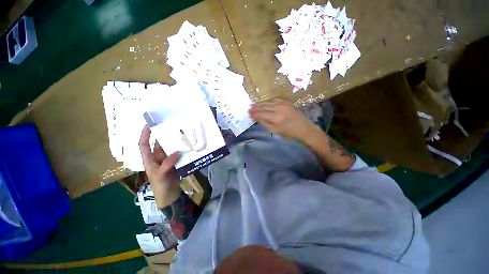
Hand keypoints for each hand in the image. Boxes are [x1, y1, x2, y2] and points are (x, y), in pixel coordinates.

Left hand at [139, 125, 181, 207]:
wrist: (170, 194)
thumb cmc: (160, 185)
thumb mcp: (160, 175)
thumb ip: (167, 163)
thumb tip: (177, 152)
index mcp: (149, 159)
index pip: (144, 144)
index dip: (145, 134)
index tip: (149, 124)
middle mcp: (158, 157)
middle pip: (160, 144)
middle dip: (164, 135)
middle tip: (172, 126)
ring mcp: (168, 159)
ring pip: (171, 148)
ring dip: (175, 142)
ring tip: (182, 134)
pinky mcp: (176, 162)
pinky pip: (179, 153)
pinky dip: (183, 149)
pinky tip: (188, 145)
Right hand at [249, 100, 318, 141]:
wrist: (303, 128)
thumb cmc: (289, 132)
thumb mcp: (275, 130)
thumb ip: (264, 123)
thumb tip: (256, 117)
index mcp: (276, 118)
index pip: (261, 114)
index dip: (254, 114)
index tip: (248, 114)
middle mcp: (279, 108)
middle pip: (264, 107)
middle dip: (255, 107)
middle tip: (249, 108)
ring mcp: (283, 104)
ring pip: (268, 102)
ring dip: (260, 104)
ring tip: (253, 105)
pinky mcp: (286, 102)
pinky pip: (274, 100)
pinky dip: (267, 101)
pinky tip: (263, 103)